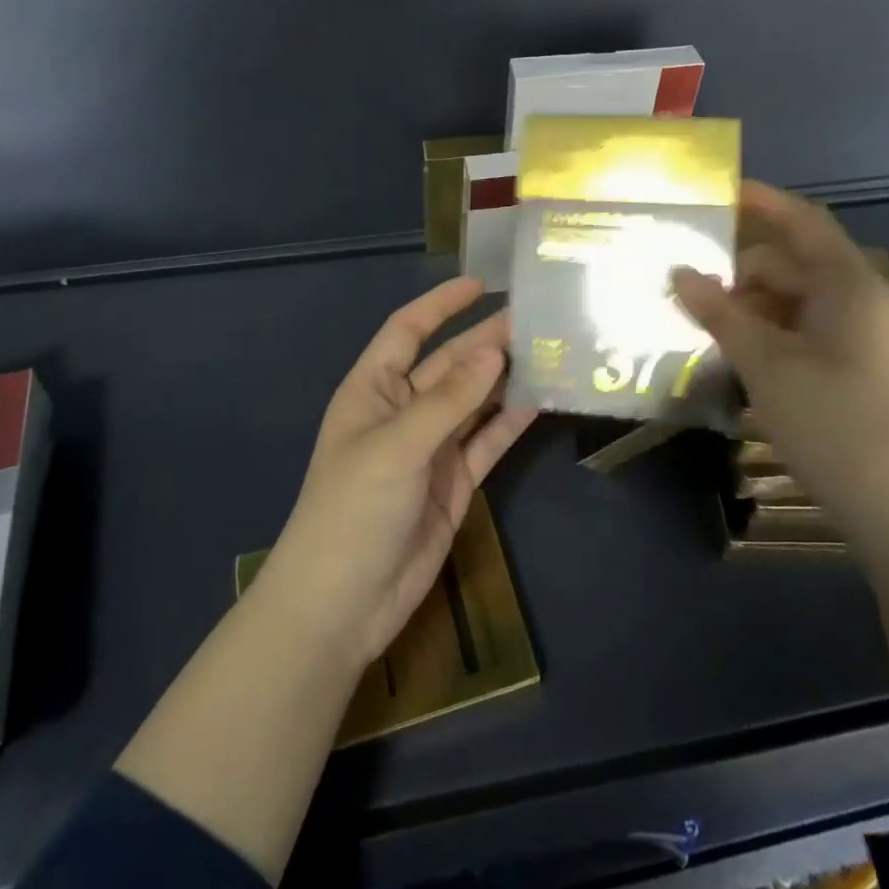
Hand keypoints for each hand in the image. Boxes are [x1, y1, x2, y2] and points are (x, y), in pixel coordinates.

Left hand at [263, 278, 536, 671]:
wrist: (342, 605)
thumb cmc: (353, 510)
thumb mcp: (397, 446)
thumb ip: (449, 400)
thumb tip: (494, 351)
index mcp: (373, 390)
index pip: (407, 331)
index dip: (440, 305)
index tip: (480, 283)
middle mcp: (402, 412)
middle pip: (448, 365)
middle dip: (485, 341)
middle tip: (534, 318)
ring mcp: (430, 449)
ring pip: (472, 402)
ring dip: (503, 379)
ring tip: (546, 352)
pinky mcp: (453, 483)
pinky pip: (485, 442)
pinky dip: (508, 423)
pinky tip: (538, 401)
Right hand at [671, 180, 888, 553]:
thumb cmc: (836, 424)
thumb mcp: (766, 364)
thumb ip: (720, 313)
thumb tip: (680, 272)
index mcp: (848, 284)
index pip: (802, 221)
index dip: (761, 201)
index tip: (715, 193)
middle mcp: (861, 302)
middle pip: (794, 264)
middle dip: (740, 269)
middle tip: (687, 282)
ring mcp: (865, 340)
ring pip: (797, 303)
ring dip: (751, 307)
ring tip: (703, 324)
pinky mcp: (860, 373)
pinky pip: (806, 334)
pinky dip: (770, 335)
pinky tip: (738, 358)